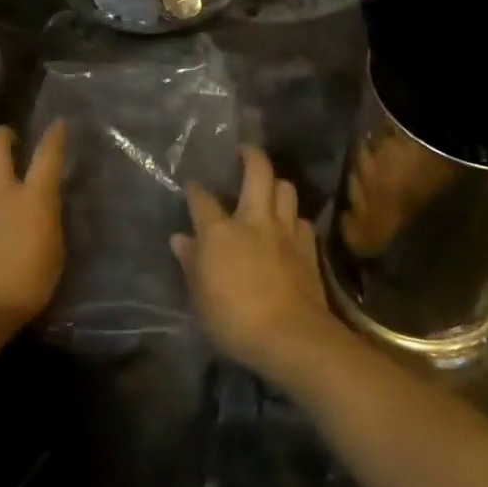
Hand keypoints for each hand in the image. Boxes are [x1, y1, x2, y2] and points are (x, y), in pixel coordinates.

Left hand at [0, 121, 66, 336]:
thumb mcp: (53, 252)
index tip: (58, 124)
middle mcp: (0, 188)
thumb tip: (43, 204)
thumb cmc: (24, 287)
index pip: (47, 154)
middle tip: (11, 143)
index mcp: (33, 198)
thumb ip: (48, 219)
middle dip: (4, 134)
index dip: (54, 136)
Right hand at [173, 147, 344, 386]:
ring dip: (277, 184)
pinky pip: (302, 220)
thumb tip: (179, 239)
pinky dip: (294, 218)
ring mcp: (285, 231)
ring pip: (285, 189)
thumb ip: (191, 263)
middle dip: (251, 155)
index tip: (192, 185)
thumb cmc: (234, 319)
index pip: (202, 200)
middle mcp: (254, 220)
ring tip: (270, 187)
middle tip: (245, 151)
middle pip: (258, 172)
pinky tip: (290, 227)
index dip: (195, 189)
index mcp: (220, 231)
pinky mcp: (308, 248)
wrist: (290, 335)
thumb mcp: (200, 297)